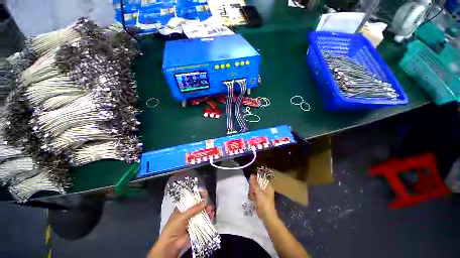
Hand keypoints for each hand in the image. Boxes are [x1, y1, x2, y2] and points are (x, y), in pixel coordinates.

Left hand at [149, 191, 213, 257]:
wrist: (171, 244)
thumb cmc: (174, 227)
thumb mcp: (182, 216)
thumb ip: (193, 209)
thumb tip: (205, 202)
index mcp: (183, 207)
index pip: (191, 198)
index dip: (198, 195)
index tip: (205, 193)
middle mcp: (189, 211)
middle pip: (198, 205)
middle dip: (204, 203)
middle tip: (208, 204)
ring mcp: (193, 219)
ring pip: (202, 212)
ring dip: (207, 210)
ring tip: (210, 210)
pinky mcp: (197, 226)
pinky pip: (204, 220)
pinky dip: (209, 217)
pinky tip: (212, 216)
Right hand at [249, 174, 276, 221]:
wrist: (267, 217)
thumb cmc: (264, 204)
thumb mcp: (258, 193)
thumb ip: (254, 184)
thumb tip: (251, 175)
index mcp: (268, 186)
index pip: (261, 178)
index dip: (256, 179)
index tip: (252, 183)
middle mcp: (266, 189)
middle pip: (257, 184)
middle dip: (253, 187)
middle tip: (253, 192)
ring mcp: (263, 194)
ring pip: (255, 189)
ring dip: (253, 192)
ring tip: (253, 197)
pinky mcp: (260, 198)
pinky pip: (255, 194)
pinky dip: (253, 196)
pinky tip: (253, 200)